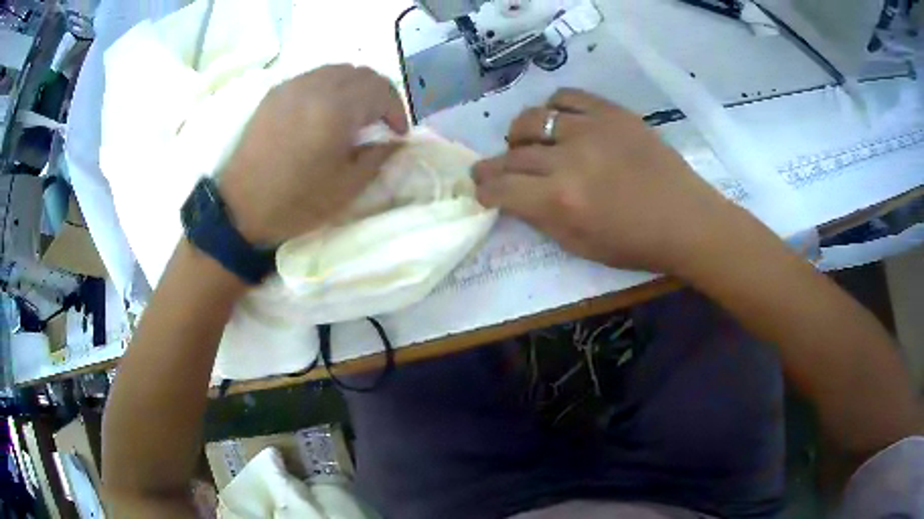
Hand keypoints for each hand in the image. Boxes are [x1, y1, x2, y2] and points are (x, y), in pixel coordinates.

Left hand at [220, 65, 408, 244]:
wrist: (241, 208)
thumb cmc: (296, 202)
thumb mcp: (347, 187)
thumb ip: (378, 157)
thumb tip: (395, 142)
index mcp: (336, 109)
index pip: (381, 90)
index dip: (397, 110)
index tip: (398, 133)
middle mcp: (316, 87)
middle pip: (362, 73)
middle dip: (379, 95)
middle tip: (380, 121)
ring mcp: (293, 86)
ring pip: (337, 70)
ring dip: (355, 87)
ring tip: (355, 114)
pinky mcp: (276, 93)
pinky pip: (313, 77)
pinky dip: (330, 87)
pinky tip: (326, 111)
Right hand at [474, 88, 756, 275]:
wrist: (685, 219)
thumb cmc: (635, 243)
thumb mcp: (580, 245)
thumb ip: (541, 219)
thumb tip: (514, 198)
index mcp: (560, 201)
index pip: (503, 189)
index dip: (485, 191)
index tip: (481, 192)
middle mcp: (568, 159)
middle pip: (512, 155)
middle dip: (492, 167)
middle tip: (488, 171)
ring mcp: (590, 129)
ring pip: (532, 119)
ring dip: (518, 134)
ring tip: (522, 143)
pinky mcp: (611, 112)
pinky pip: (567, 96)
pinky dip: (553, 107)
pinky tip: (556, 121)